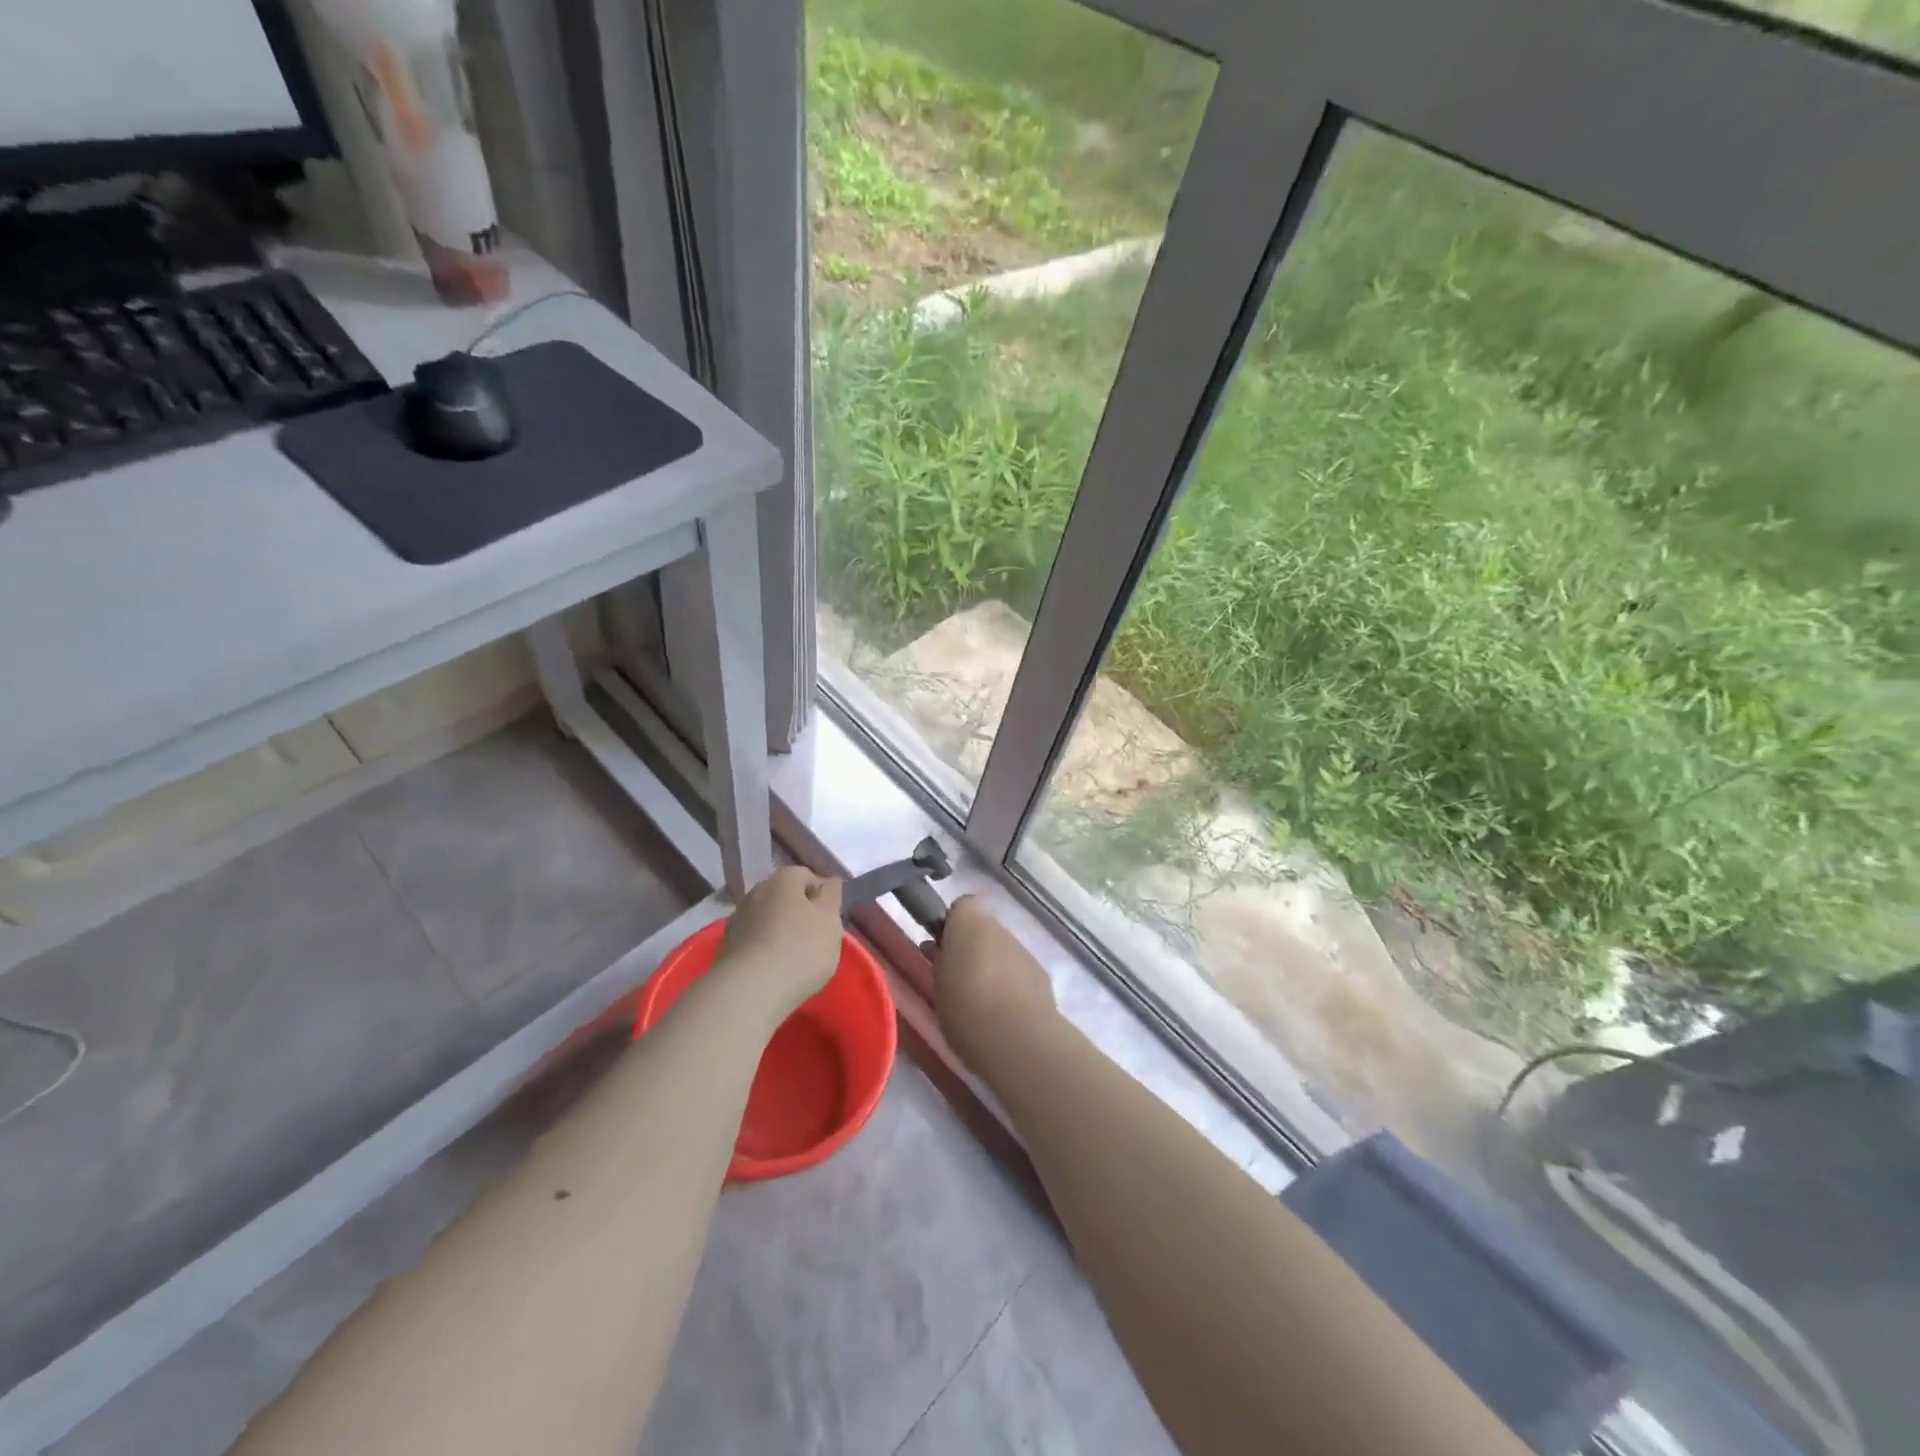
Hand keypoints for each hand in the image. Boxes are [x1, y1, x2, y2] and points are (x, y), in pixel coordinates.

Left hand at [720, 867, 844, 1018]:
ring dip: (779, 930)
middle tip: (815, 939)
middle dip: (799, 912)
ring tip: (793, 958)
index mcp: (784, 879)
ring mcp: (738, 917)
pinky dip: (764, 948)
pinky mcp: (726, 945)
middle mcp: (757, 890)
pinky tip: (773, 969)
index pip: (808, 877)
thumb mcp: (830, 920)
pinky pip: (753, 940)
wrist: (751, 990)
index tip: (830, 920)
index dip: (822, 897)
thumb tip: (828, 881)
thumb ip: (832, 895)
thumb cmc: (801, 949)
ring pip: (767, 918)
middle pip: (785, 897)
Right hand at [929, 895, 1055, 1071]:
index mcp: (969, 924)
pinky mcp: (1041, 974)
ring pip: (1003, 950)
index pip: (962, 906)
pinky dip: (1012, 984)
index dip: (953, 923)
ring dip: (994, 966)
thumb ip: (941, 959)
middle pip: (984, 929)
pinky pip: (1020, 971)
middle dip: (973, 947)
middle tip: (959, 978)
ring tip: (982, 1002)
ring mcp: (1023, 950)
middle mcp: (999, 929)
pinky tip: (1005, 1012)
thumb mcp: (938, 982)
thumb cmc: (964, 1006)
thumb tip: (942, 949)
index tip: (943, 947)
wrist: (1016, 1037)